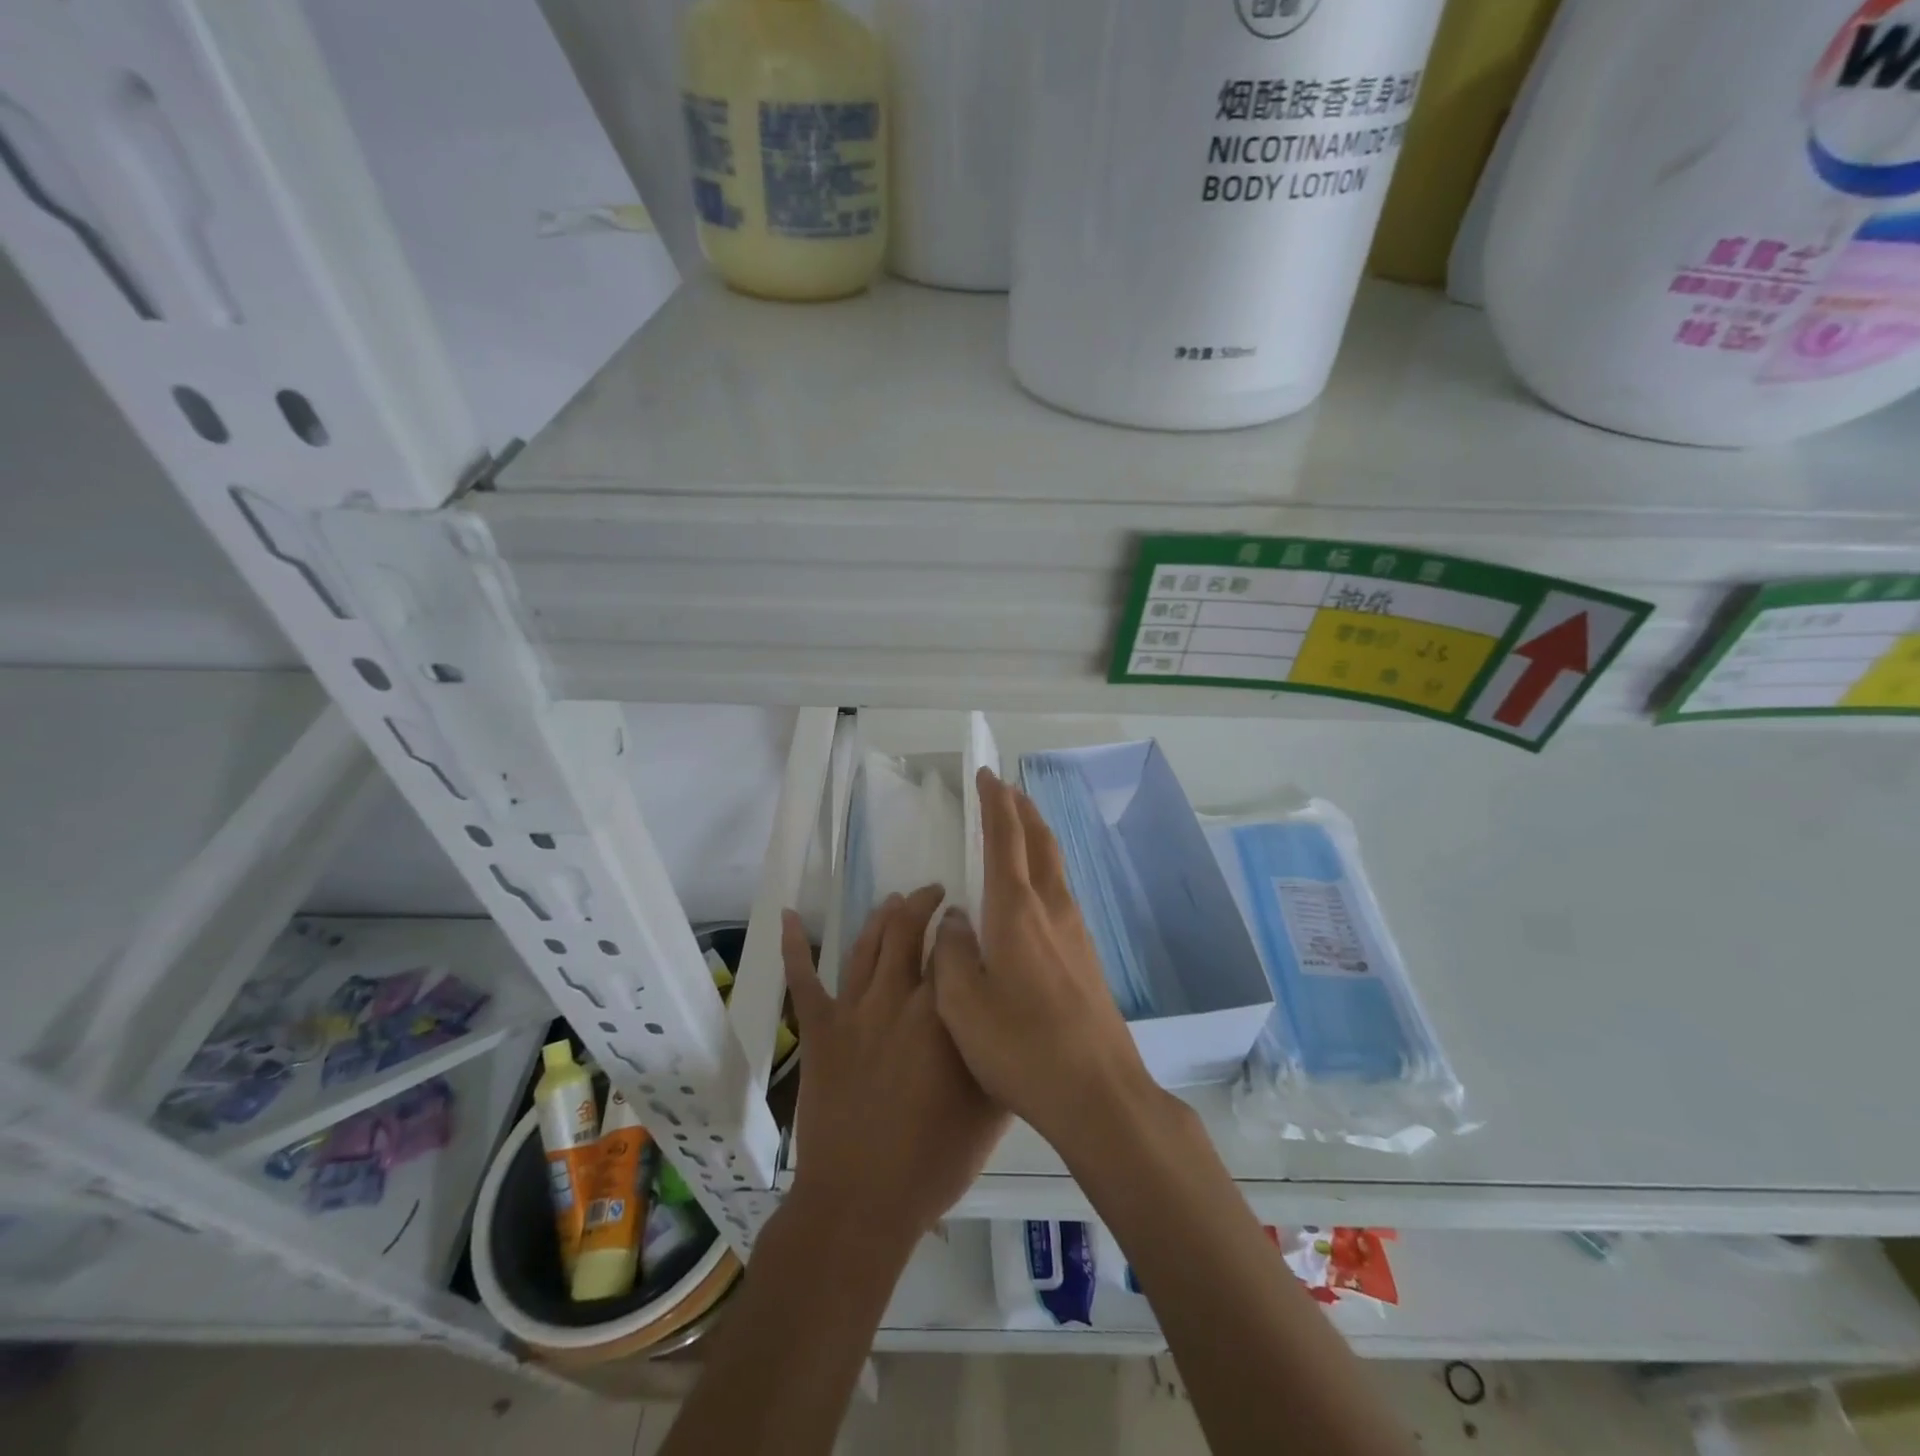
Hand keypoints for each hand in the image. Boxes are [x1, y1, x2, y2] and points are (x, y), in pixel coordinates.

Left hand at [781, 886, 1008, 1248]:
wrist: (862, 1202)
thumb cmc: (935, 1161)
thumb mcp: (992, 1110)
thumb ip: (1002, 1055)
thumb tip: (1008, 1015)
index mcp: (941, 1014)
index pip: (953, 949)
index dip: (960, 926)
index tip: (968, 918)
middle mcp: (896, 999)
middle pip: (907, 932)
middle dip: (923, 904)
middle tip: (935, 894)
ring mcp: (853, 1012)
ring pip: (866, 945)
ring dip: (882, 916)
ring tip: (895, 899)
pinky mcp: (820, 1031)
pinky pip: (803, 981)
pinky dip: (795, 946)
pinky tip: (789, 916)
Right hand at [932, 768, 1160, 1155]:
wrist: (1099, 1093)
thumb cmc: (1021, 1046)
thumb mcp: (962, 1004)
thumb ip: (952, 952)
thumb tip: (957, 919)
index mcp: (1016, 911)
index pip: (1005, 839)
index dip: (994, 803)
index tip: (986, 774)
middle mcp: (1051, 909)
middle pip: (1039, 842)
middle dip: (1022, 810)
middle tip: (1006, 788)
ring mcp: (1076, 932)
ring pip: (1055, 866)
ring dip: (1037, 837)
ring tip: (1021, 826)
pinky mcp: (1087, 957)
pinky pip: (1061, 893)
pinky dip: (1045, 869)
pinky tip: (1037, 891)